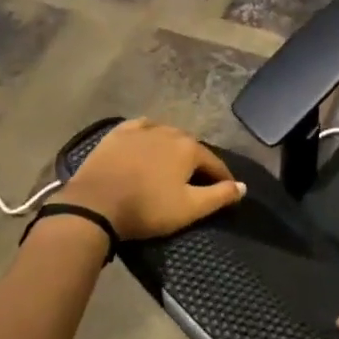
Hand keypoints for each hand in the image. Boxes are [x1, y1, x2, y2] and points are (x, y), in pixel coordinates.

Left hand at [56, 118, 243, 240]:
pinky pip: (141, 129)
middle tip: (194, 181)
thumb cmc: (146, 208)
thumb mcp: (188, 209)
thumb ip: (219, 196)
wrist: (94, 205)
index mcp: (189, 148)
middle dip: (196, 162)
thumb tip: (243, 186)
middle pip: (190, 147)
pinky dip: (148, 136)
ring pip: (166, 136)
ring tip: (169, 165)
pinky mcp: (118, 133)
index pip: (214, 163)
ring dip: (172, 149)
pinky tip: (146, 143)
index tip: (226, 190)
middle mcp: (170, 131)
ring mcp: (142, 129)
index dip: (222, 178)